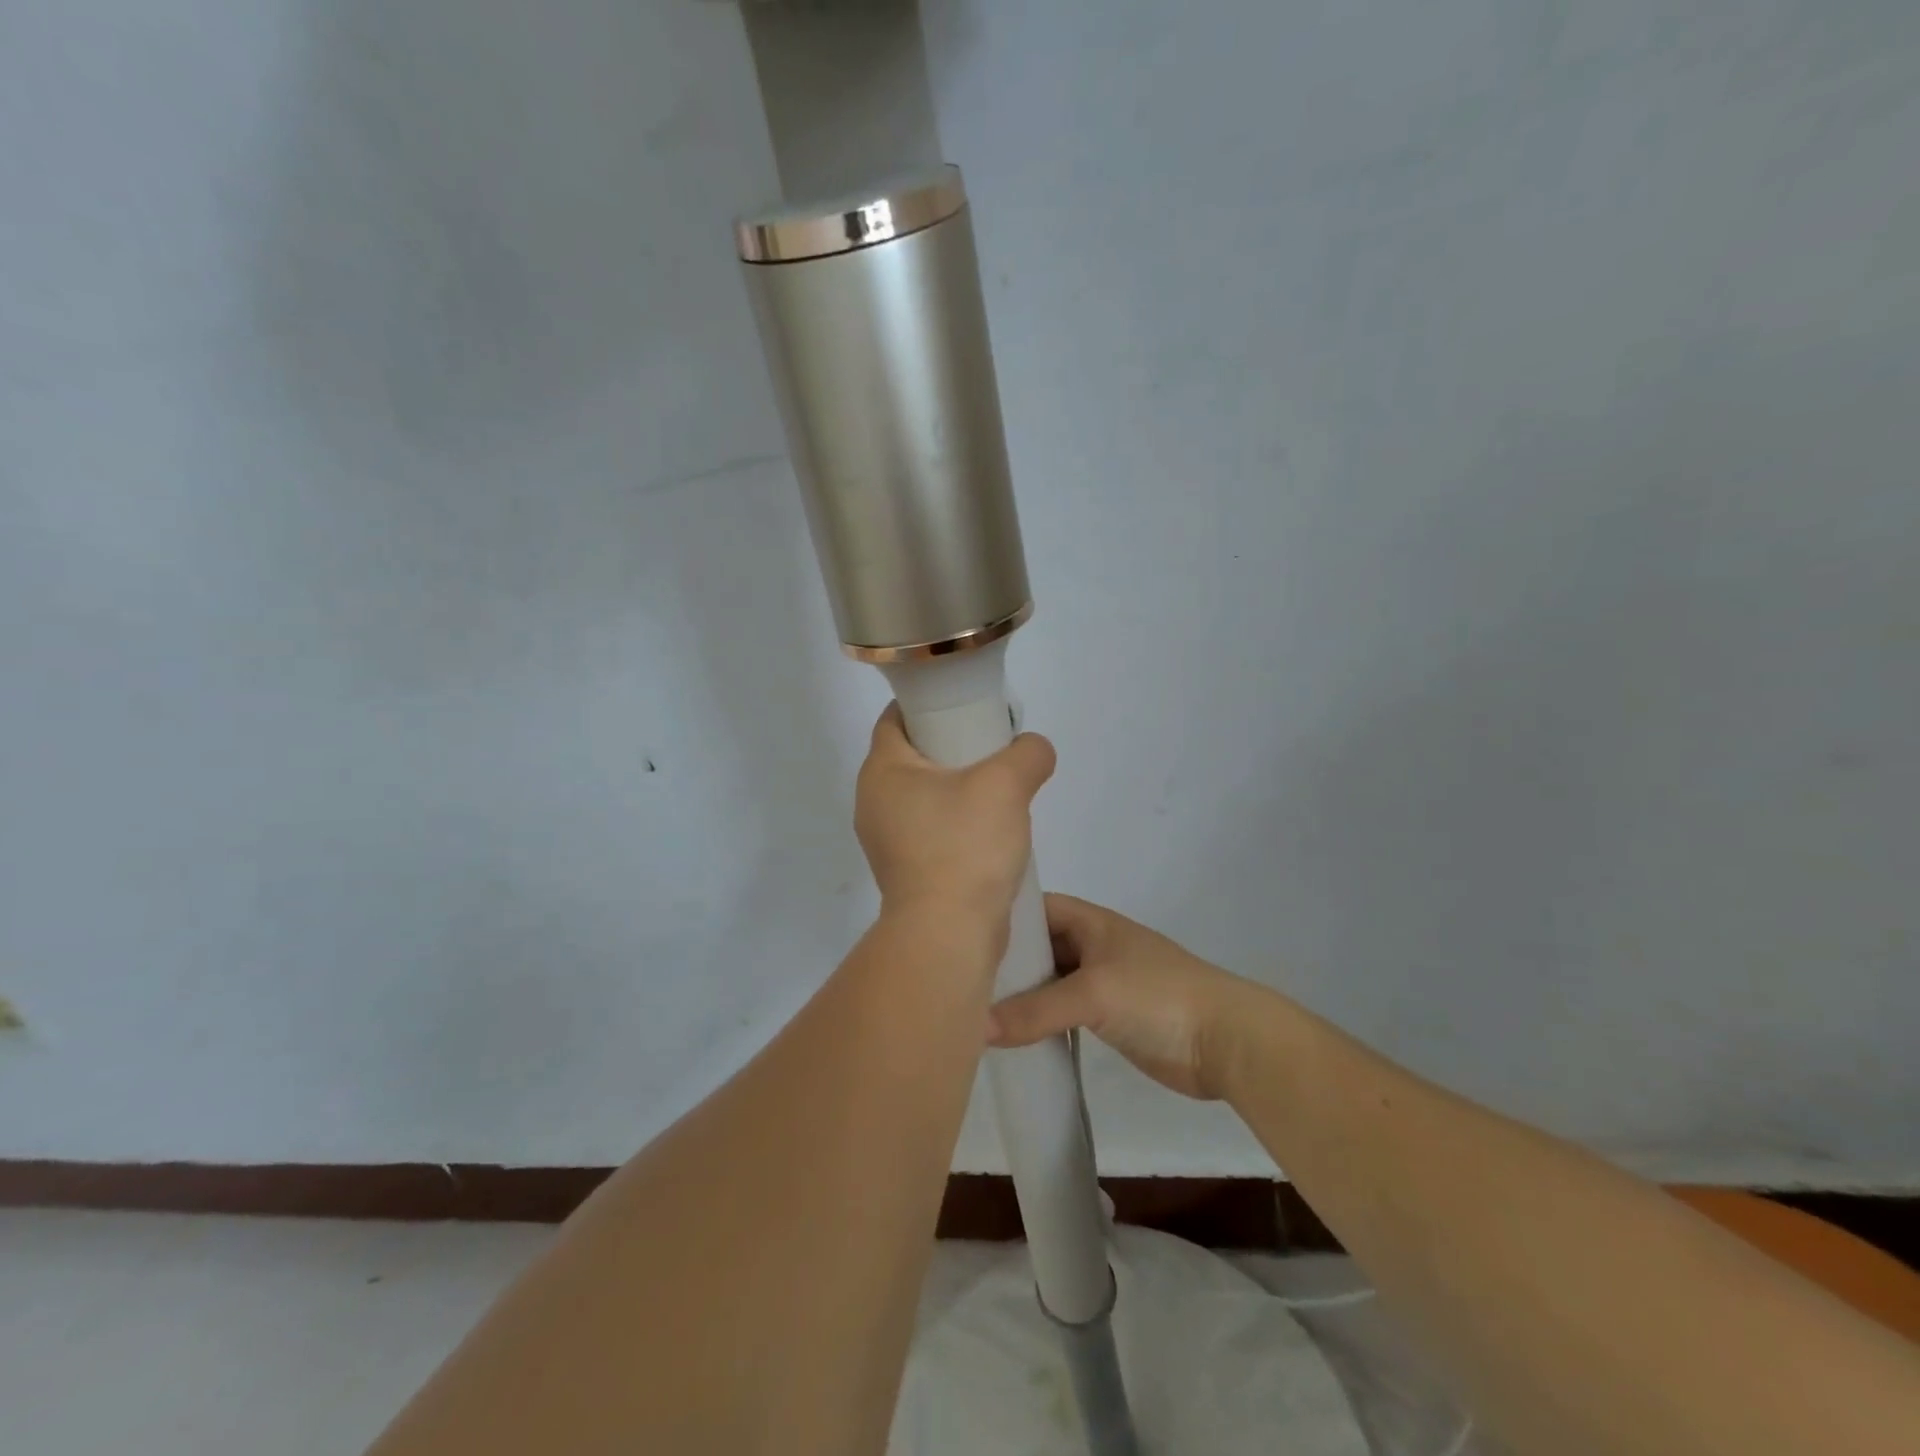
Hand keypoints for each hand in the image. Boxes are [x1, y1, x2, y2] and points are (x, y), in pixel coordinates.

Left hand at [855, 703, 1055, 924]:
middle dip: (951, 746)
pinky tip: (990, 830)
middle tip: (992, 746)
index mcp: (882, 772)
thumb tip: (1035, 750)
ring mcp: (887, 841)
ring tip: (999, 790)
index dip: (928, 703)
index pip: (895, 718)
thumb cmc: (965, 846)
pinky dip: (957, 822)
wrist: (949, 934)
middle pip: (912, 756)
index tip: (966, 704)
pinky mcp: (906, 871)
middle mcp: (874, 803)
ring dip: (958, 788)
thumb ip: (1027, 753)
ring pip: (924, 795)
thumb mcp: (1006, 784)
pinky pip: (932, 830)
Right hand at [986, 894, 1254, 1098]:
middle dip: (1006, 961)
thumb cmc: (1157, 996)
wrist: (1225, 1040)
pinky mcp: (1108, 1017)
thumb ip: (1034, 1011)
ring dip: (1021, 995)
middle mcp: (1093, 946)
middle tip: (959, 981)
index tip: (961, 936)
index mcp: (1091, 922)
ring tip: (974, 1010)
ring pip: (1050, 981)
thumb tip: (975, 1028)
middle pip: (1040, 947)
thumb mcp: (1093, 994)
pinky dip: (1040, 1020)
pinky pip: (1063, 1012)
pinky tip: (1011, 1036)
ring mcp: (1102, 982)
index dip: (1003, 917)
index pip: (1036, 908)